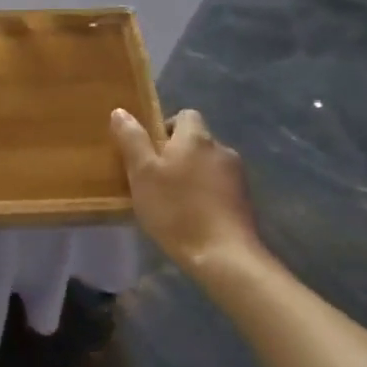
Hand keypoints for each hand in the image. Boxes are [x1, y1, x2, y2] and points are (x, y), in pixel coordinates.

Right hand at [110, 107, 270, 272]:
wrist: (224, 256)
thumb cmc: (177, 210)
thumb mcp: (142, 173)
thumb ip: (132, 139)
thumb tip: (120, 111)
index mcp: (196, 137)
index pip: (184, 115)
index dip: (166, 127)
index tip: (150, 150)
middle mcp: (221, 149)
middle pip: (197, 141)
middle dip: (178, 154)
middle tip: (156, 178)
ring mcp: (238, 176)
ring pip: (209, 164)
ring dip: (194, 175)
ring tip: (175, 201)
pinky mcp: (246, 201)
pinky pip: (220, 186)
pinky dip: (207, 194)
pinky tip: (194, 216)